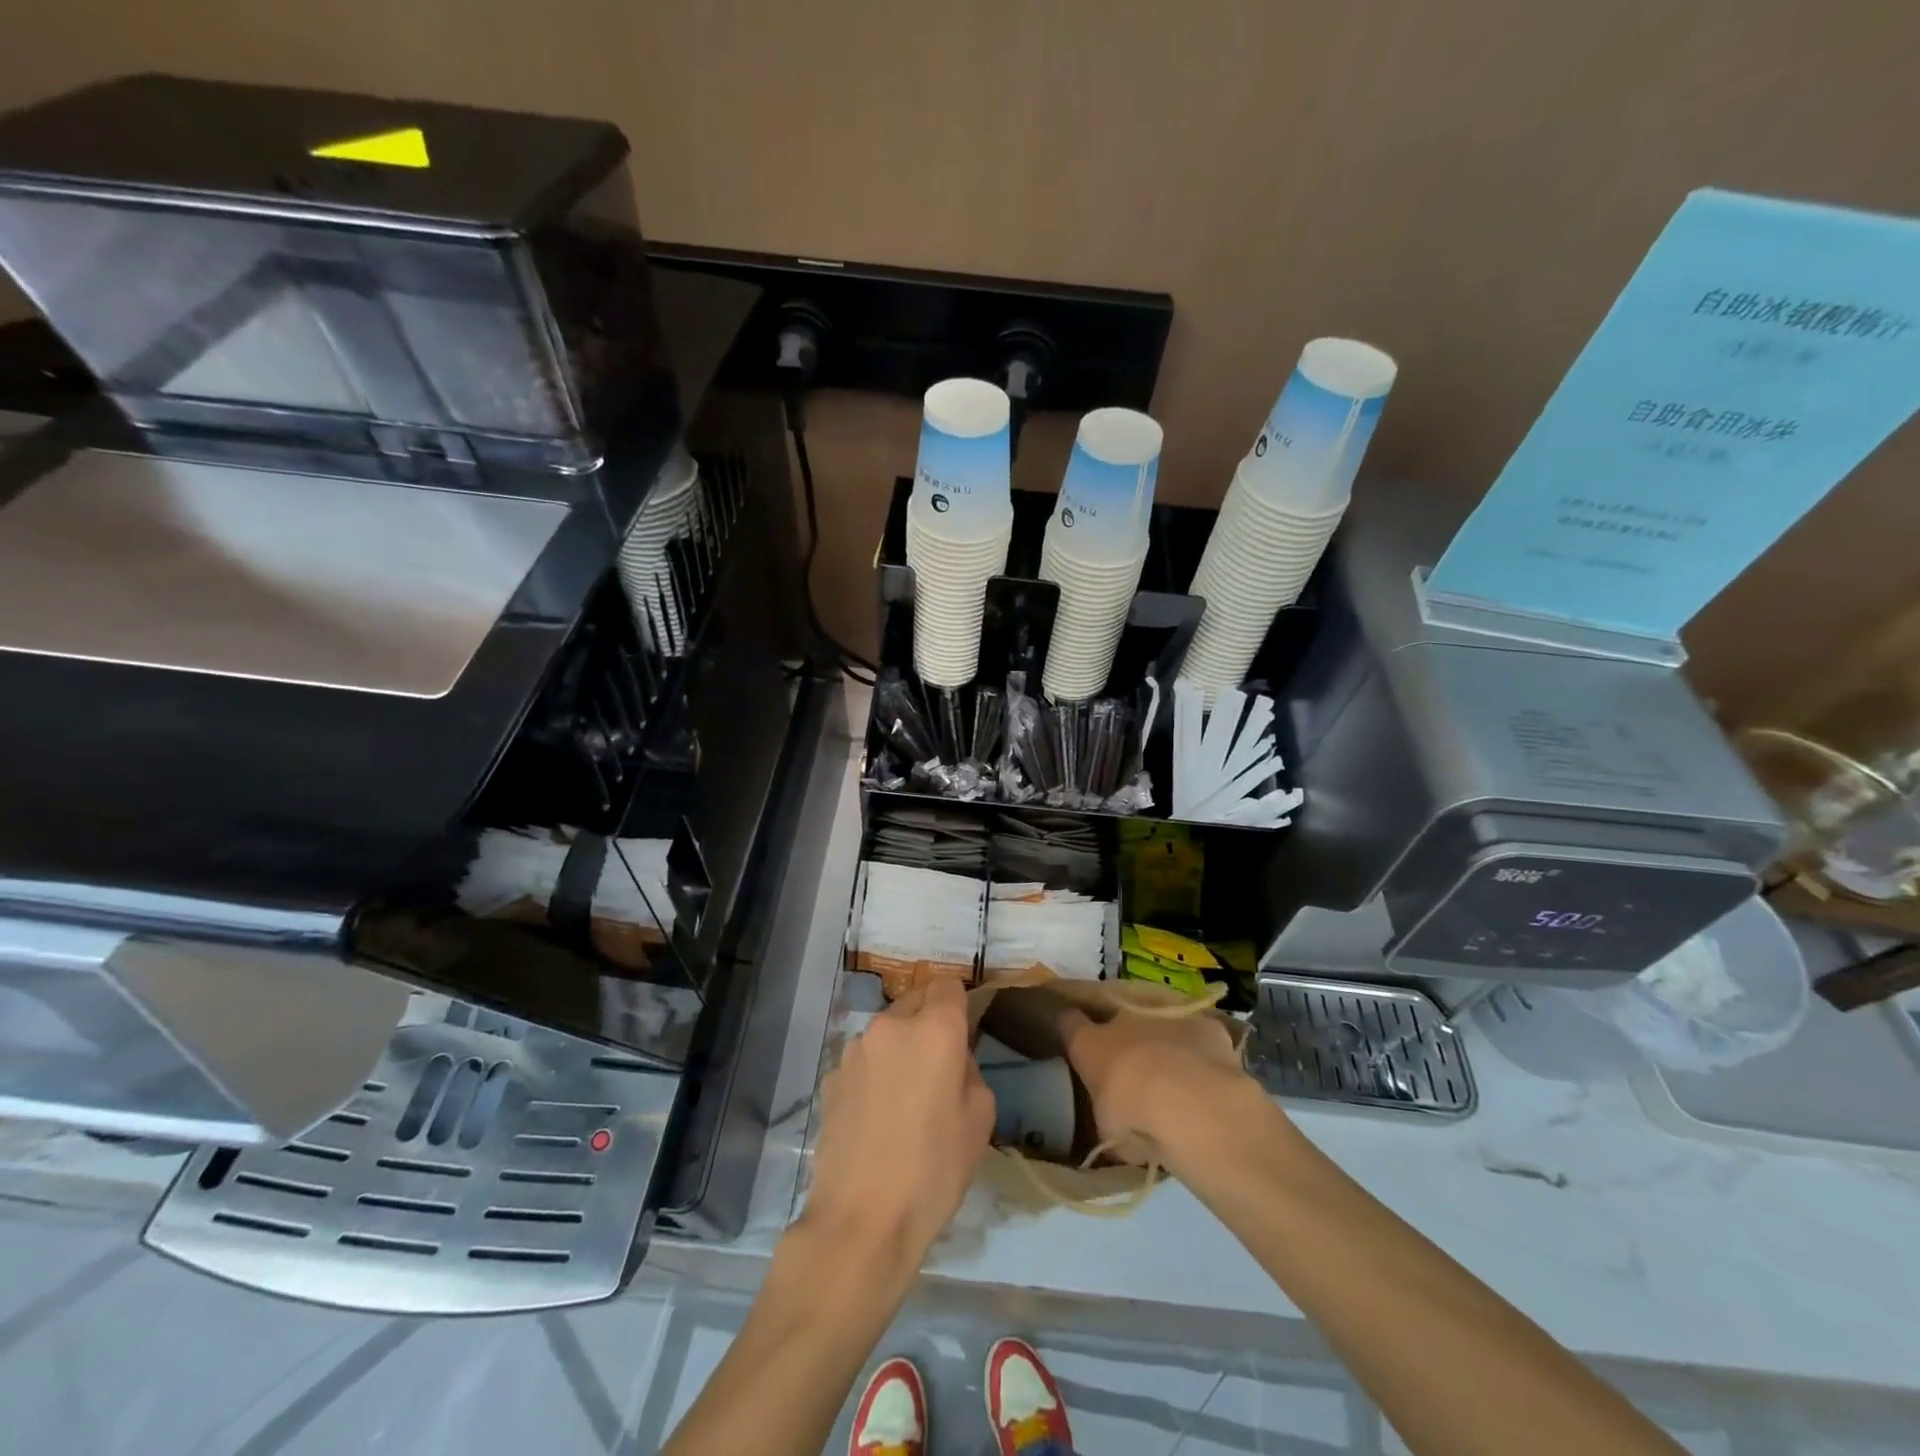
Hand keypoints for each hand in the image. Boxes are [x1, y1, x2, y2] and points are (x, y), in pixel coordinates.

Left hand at [803, 978, 993, 1275]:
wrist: (860, 1221)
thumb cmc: (933, 1171)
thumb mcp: (979, 1120)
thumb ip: (970, 1071)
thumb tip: (952, 1060)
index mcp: (934, 1029)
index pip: (948, 985)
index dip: (959, 1005)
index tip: (963, 1034)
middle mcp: (890, 1026)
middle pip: (915, 1002)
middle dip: (929, 1023)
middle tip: (938, 1070)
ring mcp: (854, 1050)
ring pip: (887, 1033)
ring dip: (899, 1049)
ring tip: (904, 1100)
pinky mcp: (830, 1078)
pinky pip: (864, 1061)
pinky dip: (874, 1074)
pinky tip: (876, 1118)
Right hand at [1061, 1004, 1270, 1166]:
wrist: (1186, 1101)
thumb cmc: (1133, 1116)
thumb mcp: (1109, 1132)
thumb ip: (1111, 1120)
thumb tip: (1120, 1131)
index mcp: (1090, 1044)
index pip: (1069, 1022)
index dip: (1071, 1027)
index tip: (1073, 1034)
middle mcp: (1122, 1021)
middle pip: (1118, 1022)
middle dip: (1125, 1042)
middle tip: (1136, 1072)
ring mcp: (1164, 1017)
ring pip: (1159, 1026)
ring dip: (1163, 1047)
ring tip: (1178, 1079)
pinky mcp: (1204, 1025)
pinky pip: (1199, 1036)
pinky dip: (1202, 1053)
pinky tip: (1211, 1078)